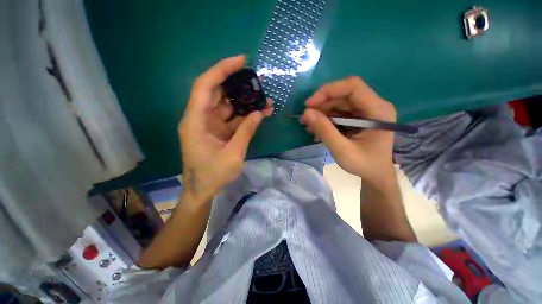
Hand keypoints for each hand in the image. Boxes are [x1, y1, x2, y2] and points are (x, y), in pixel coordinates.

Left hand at [178, 55, 272, 200]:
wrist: (202, 190)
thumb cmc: (213, 175)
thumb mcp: (233, 154)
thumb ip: (246, 131)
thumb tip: (260, 113)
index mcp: (196, 121)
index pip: (205, 86)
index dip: (222, 70)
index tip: (241, 61)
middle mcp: (199, 118)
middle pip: (216, 92)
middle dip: (237, 85)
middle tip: (257, 81)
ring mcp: (209, 124)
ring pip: (226, 105)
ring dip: (245, 102)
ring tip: (264, 99)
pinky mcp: (217, 131)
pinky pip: (231, 118)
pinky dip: (244, 115)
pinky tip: (259, 113)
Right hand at [300, 76, 396, 184]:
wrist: (375, 174)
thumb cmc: (363, 164)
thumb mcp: (342, 150)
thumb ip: (325, 131)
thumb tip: (306, 113)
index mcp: (378, 110)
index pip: (352, 87)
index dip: (328, 91)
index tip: (309, 104)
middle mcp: (374, 105)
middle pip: (343, 94)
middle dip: (321, 104)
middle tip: (305, 117)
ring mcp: (366, 111)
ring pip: (339, 103)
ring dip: (321, 112)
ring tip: (307, 124)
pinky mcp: (358, 117)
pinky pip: (339, 112)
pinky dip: (325, 118)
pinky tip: (315, 128)